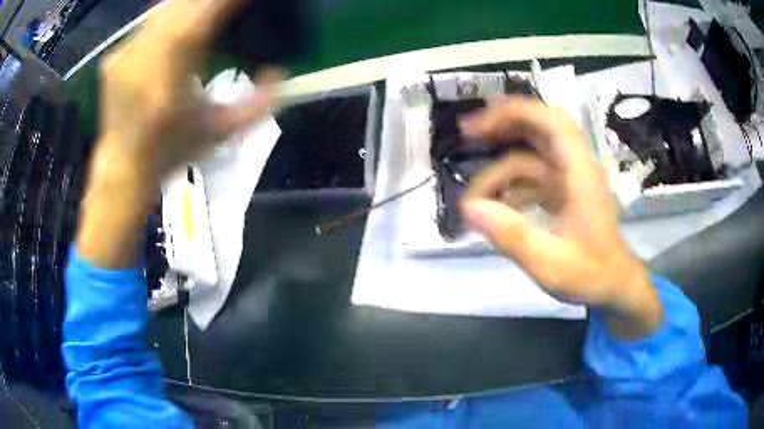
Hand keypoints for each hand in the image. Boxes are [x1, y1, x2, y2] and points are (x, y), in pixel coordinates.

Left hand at [78, 0, 280, 268]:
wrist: (123, 168)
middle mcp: (143, 56)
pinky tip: (182, 22)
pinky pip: (149, 22)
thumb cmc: (171, 153)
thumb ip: (259, 106)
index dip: (228, 0)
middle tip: (229, 5)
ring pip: (165, 8)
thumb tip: (282, 72)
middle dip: (211, 0)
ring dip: (191, 5)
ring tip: (210, 10)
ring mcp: (125, 53)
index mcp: (169, 76)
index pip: (205, 12)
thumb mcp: (219, 134)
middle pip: (184, 4)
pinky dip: (170, 15)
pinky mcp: (115, 55)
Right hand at [459, 97, 662, 338]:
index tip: (477, 127)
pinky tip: (496, 209)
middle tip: (467, 137)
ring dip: (501, 169)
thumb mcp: (551, 264)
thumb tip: (469, 207)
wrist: (615, 286)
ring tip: (474, 200)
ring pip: (531, 155)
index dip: (512, 113)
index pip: (550, 121)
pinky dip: (511, 187)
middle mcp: (576, 167)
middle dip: (502, 127)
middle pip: (539, 127)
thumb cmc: (592, 276)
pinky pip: (533, 178)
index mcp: (580, 173)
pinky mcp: (564, 193)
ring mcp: (570, 179)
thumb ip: (513, 236)